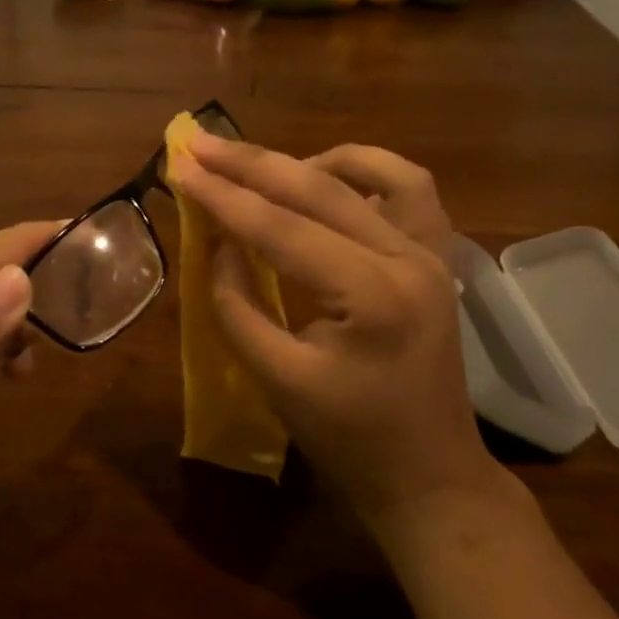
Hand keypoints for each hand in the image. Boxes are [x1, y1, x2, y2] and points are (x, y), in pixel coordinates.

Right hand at [170, 133, 517, 539]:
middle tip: (200, 143)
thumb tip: (217, 243)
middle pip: (320, 190)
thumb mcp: (277, 380)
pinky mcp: (438, 260)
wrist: (429, 475)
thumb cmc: (349, 441)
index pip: (282, 228)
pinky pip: (410, 192)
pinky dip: (366, 174)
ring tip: (265, 168)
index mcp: (371, 295)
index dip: (224, 196)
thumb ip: (237, 306)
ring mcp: (433, 254)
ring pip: (375, 173)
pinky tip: (328, 182)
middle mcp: (409, 259)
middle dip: (252, 164)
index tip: (180, 165)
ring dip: (313, 161)